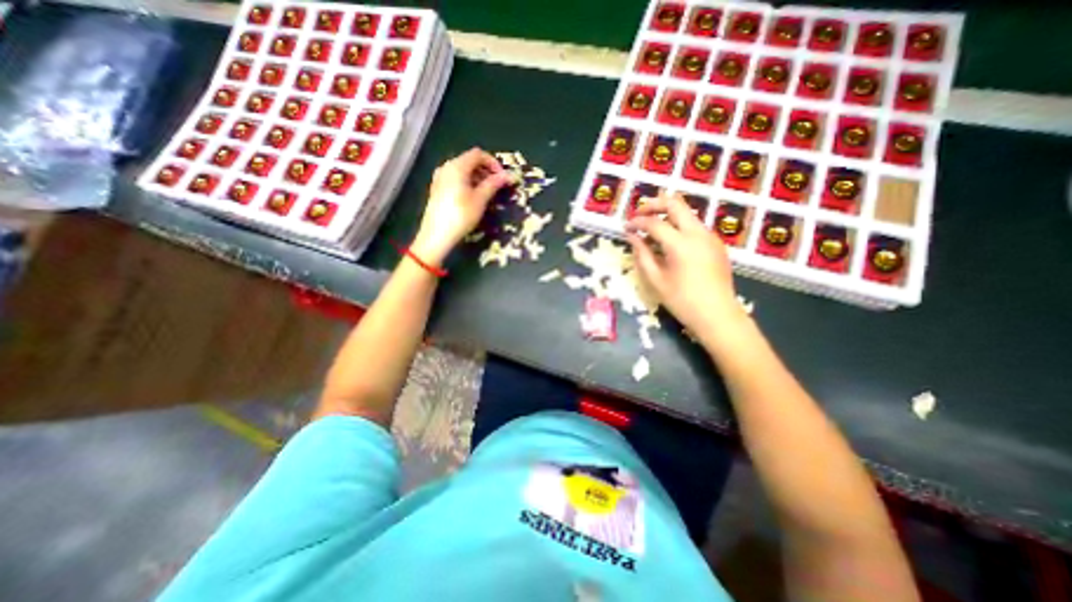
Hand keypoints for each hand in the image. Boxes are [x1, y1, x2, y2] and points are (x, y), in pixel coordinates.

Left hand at [412, 149, 514, 265]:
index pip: (478, 154)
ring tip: (488, 193)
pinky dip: (468, 183)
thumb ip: (493, 184)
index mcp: (456, 166)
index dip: (493, 163)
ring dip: (478, 178)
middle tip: (498, 185)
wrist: (436, 235)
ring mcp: (440, 178)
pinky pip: (456, 179)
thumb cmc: (460, 215)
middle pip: (469, 161)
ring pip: (463, 171)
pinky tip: (474, 198)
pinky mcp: (438, 189)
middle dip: (486, 170)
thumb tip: (508, 175)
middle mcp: (446, 167)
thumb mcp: (480, 199)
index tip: (503, 177)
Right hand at [630, 193, 748, 333]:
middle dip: (654, 204)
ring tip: (652, 230)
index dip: (637, 222)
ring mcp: (710, 236)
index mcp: (680, 244)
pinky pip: (694, 226)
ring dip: (667, 215)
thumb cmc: (682, 301)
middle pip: (675, 204)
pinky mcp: (716, 243)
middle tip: (639, 213)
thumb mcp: (656, 280)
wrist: (718, 315)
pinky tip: (670, 243)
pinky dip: (679, 226)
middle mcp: (698, 233)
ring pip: (687, 213)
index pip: (654, 223)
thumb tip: (632, 236)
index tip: (626, 227)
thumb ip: (642, 254)